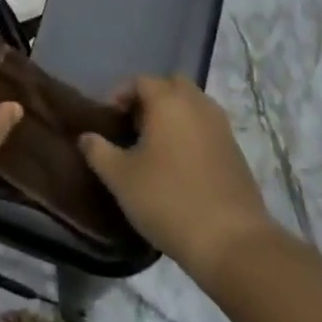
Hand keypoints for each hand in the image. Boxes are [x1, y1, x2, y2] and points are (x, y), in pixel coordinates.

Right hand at [80, 77, 276, 283]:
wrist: (231, 241)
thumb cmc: (168, 200)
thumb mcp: (120, 178)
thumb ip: (98, 151)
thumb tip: (85, 137)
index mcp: (168, 102)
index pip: (141, 81)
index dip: (121, 94)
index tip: (110, 119)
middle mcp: (197, 105)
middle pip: (172, 85)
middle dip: (152, 98)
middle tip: (134, 125)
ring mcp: (221, 127)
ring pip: (193, 105)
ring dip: (174, 115)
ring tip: (155, 146)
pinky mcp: (236, 151)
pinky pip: (207, 127)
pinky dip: (191, 132)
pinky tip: (179, 164)